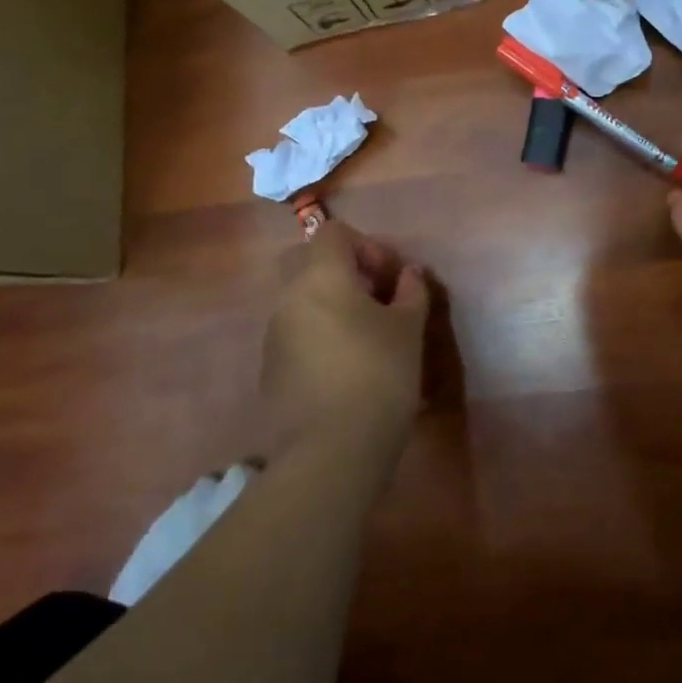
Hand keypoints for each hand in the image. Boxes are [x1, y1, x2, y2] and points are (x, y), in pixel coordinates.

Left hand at [261, 222, 430, 458]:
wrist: (332, 450)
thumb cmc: (379, 376)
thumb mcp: (409, 330)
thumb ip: (411, 292)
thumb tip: (409, 274)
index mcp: (321, 277)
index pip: (333, 233)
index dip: (366, 245)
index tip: (389, 278)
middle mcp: (288, 298)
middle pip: (309, 262)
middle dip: (343, 271)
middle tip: (375, 300)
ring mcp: (273, 335)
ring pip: (301, 300)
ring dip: (331, 305)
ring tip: (366, 338)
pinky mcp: (270, 369)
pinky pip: (295, 334)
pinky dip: (318, 335)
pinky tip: (345, 369)